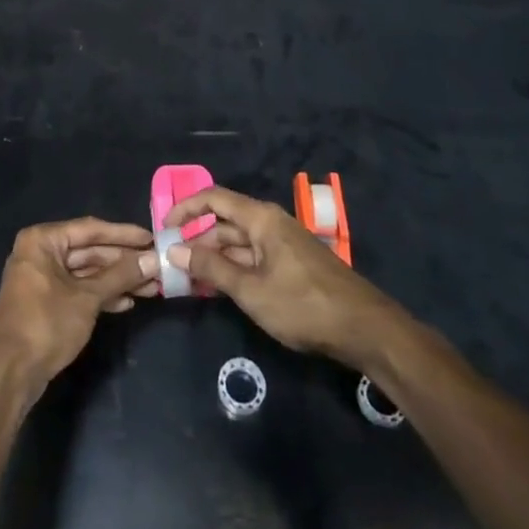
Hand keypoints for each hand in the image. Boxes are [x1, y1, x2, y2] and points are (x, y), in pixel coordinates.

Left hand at [0, 218, 159, 398]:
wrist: (10, 373)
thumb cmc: (46, 324)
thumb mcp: (87, 298)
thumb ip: (120, 276)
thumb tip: (153, 259)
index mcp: (43, 240)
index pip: (90, 230)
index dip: (123, 234)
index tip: (151, 239)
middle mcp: (40, 252)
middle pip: (89, 251)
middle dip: (123, 261)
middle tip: (156, 266)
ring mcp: (42, 278)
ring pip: (86, 272)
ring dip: (117, 280)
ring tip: (150, 287)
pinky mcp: (46, 302)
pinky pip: (79, 290)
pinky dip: (101, 295)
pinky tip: (127, 303)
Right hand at [164, 185, 390, 366]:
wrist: (365, 329)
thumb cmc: (304, 305)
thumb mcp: (251, 290)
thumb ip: (211, 268)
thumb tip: (174, 249)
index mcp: (261, 218)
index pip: (213, 198)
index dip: (185, 209)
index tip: (163, 228)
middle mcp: (270, 223)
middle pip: (225, 222)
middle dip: (197, 240)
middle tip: (172, 264)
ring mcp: (283, 244)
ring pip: (238, 243)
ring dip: (214, 258)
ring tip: (190, 280)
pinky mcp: (292, 265)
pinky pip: (253, 258)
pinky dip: (233, 269)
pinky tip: (220, 288)